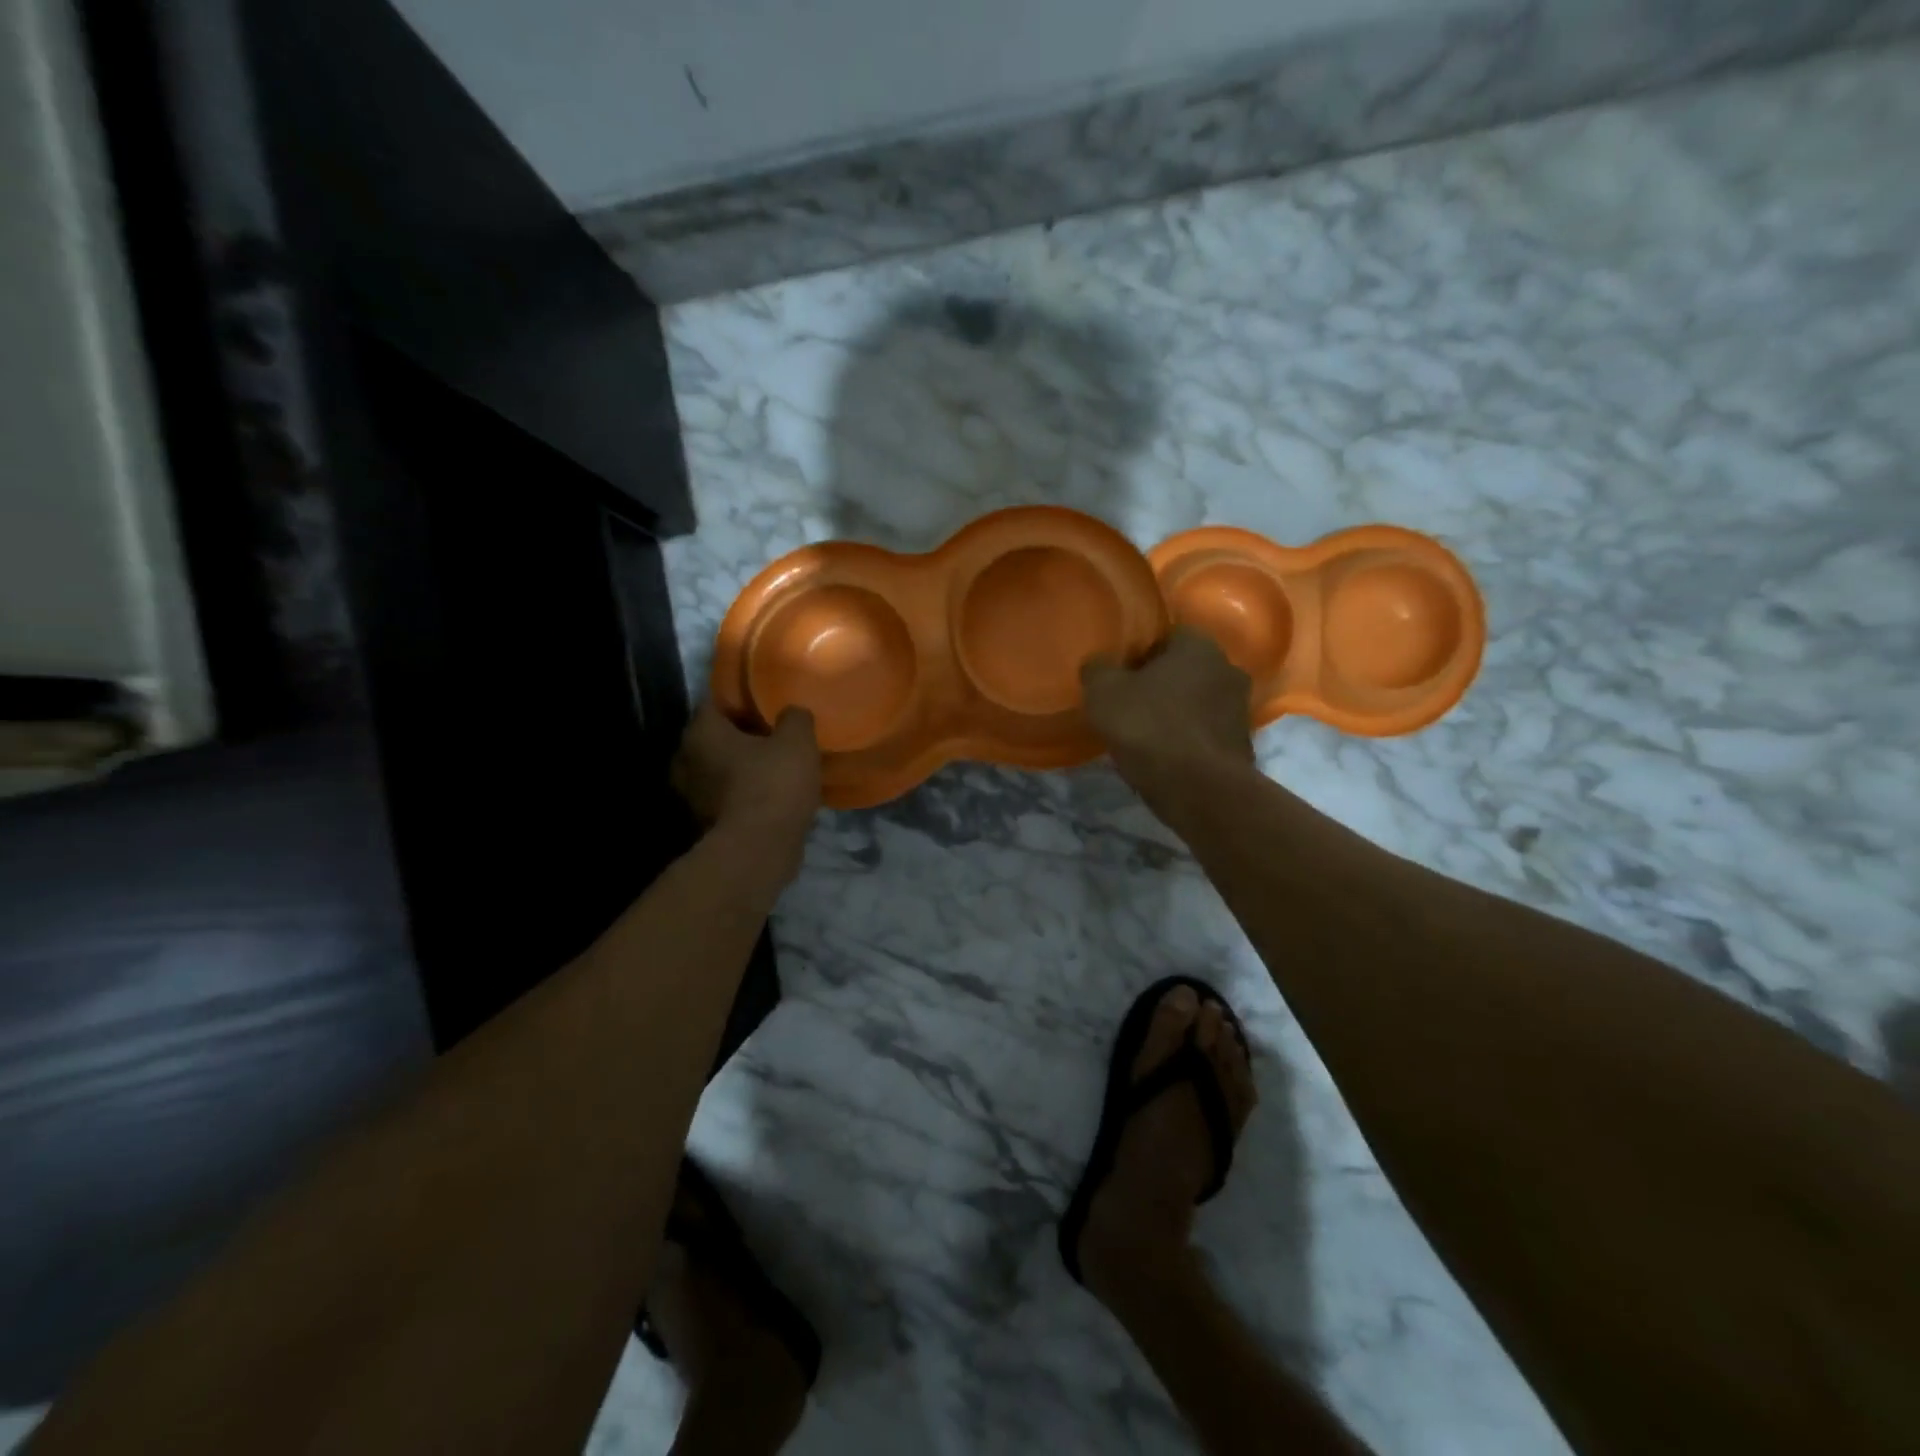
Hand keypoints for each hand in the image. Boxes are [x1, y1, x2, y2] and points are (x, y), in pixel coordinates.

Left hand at [672, 704, 821, 876]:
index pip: (716, 701)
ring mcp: (691, 796)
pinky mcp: (704, 824)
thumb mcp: (797, 741)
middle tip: (772, 734)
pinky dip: (743, 793)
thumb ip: (795, 718)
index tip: (767, 703)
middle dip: (740, 735)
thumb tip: (792, 713)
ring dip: (741, 767)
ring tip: (774, 766)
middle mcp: (685, 760)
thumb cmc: (772, 784)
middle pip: (715, 737)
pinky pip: (726, 797)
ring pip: (719, 769)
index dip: (742, 699)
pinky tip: (770, 794)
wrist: (758, 851)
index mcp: (700, 732)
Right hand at [1081, 627, 1254, 800]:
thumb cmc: (1149, 728)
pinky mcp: (1242, 745)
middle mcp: (1228, 670)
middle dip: (1161, 684)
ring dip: (1177, 713)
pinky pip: (1207, 734)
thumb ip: (1097, 670)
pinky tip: (1166, 758)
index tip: (1121, 676)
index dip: (1141, 654)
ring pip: (1199, 702)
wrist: (1200, 790)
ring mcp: (1240, 710)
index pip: (1169, 635)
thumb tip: (1098, 666)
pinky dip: (1189, 741)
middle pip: (1187, 670)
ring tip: (1146, 736)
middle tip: (1131, 705)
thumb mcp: (1103, 694)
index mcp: (1199, 647)